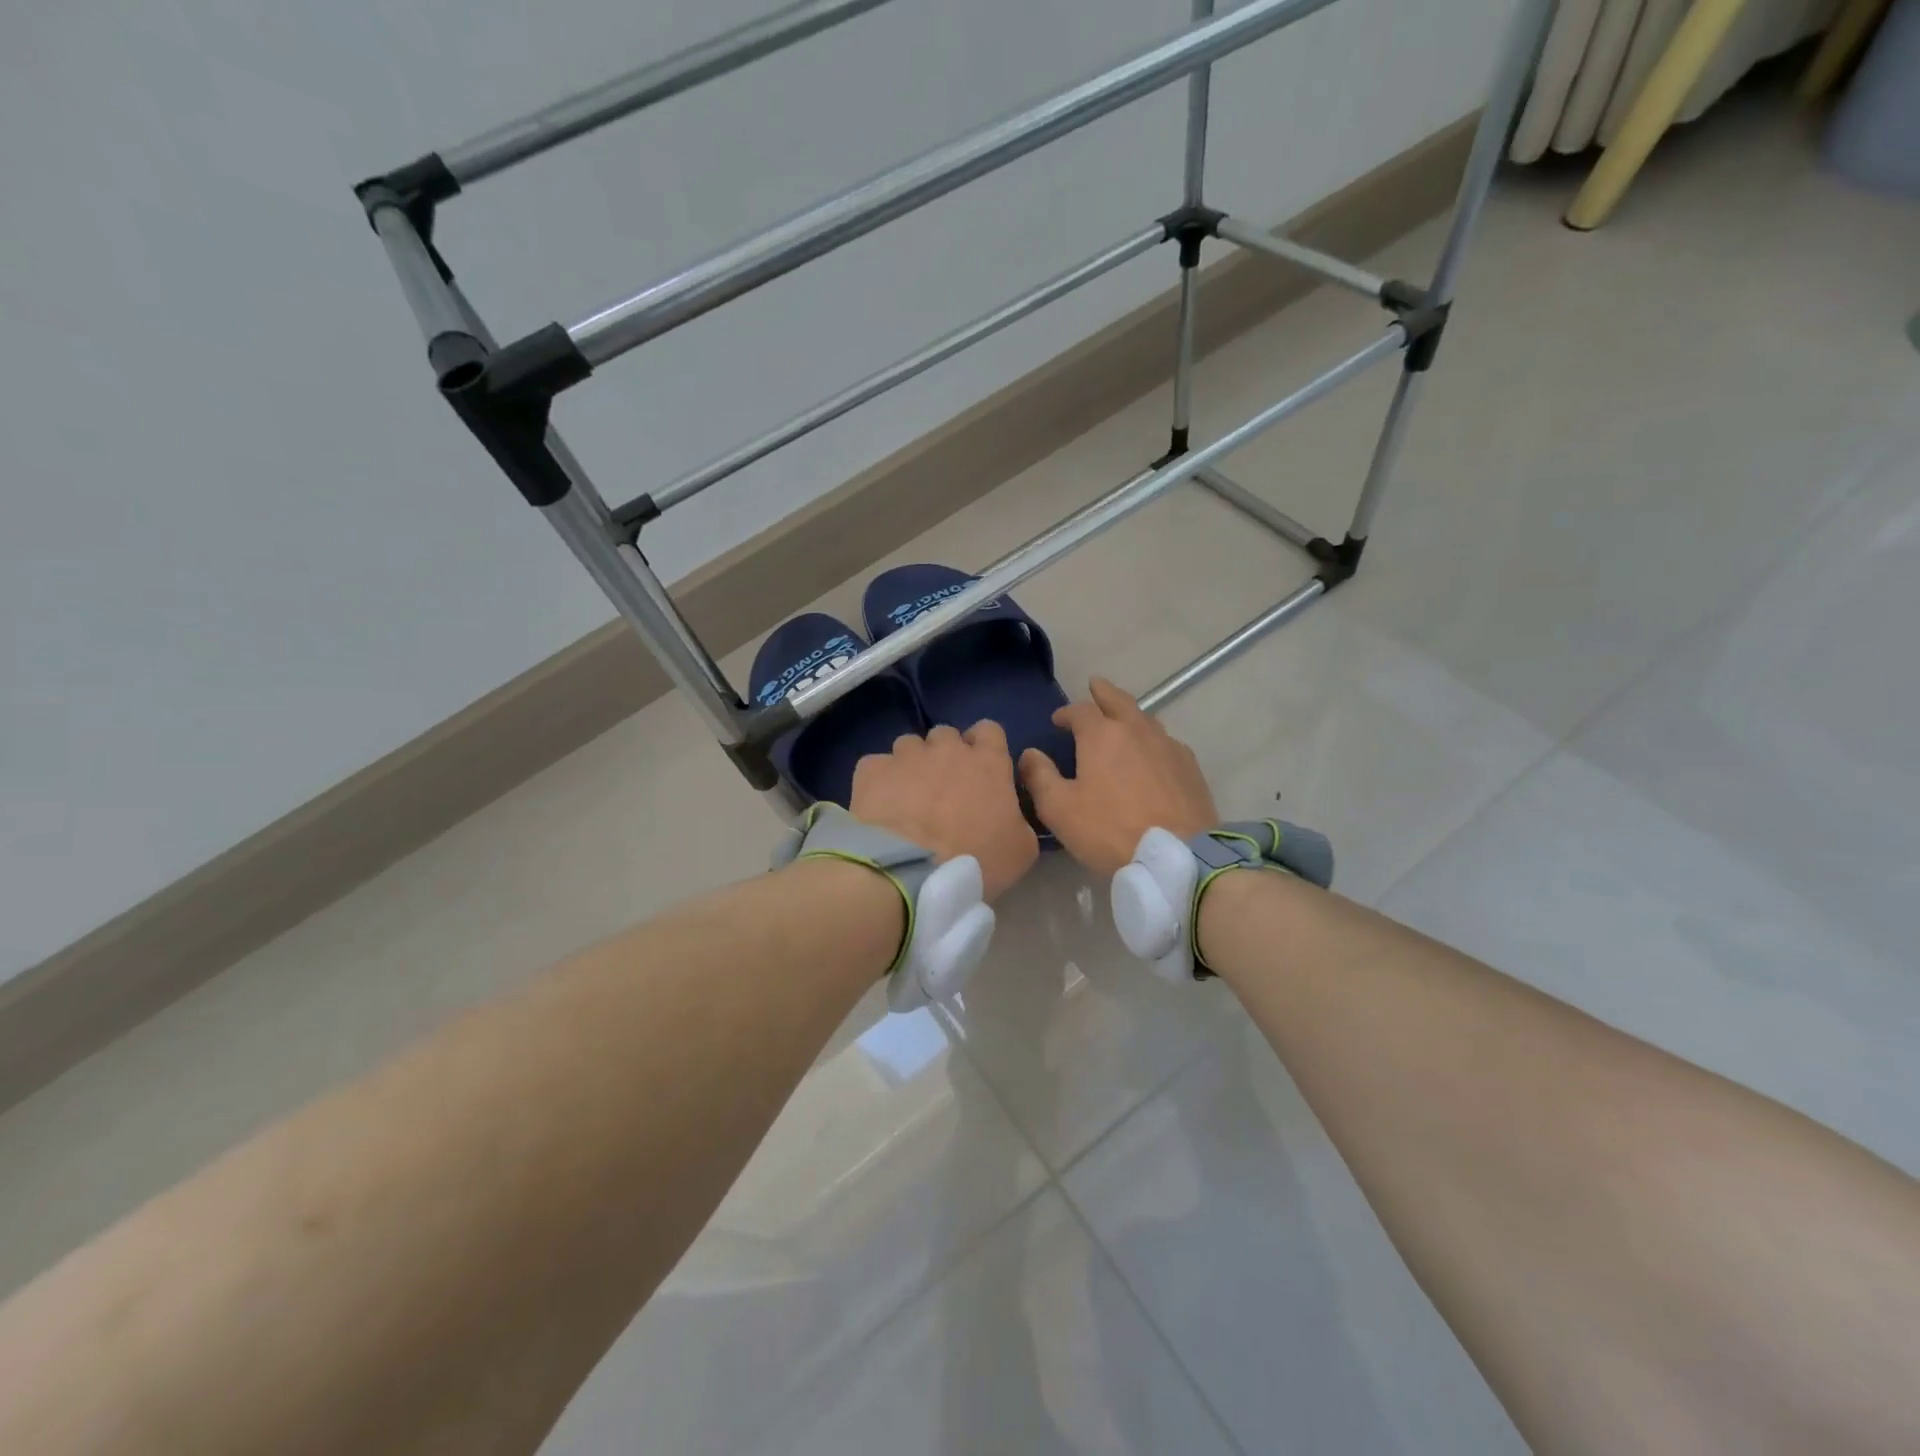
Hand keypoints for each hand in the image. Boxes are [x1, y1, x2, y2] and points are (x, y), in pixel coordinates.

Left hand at [851, 722, 1039, 900]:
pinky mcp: (871, 768)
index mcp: (988, 762)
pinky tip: (879, 805)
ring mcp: (906, 755)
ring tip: (906, 798)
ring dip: (911, 764)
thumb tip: (1010, 812)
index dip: (984, 747)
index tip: (980, 771)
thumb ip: (1019, 818)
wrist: (910, 870)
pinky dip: (879, 781)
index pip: (989, 730)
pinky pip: (877, 765)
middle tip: (943, 790)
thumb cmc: (975, 860)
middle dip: (945, 755)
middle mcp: (947, 748)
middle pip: (947, 735)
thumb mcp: (1021, 849)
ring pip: (910, 745)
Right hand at [1018, 678, 1217, 876]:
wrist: (1177, 855)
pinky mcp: (1189, 766)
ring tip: (1122, 719)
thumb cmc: (1110, 830)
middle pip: (1119, 700)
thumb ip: (1040, 777)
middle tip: (1095, 686)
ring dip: (1129, 714)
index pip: (1080, 710)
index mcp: (1102, 735)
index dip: (1066, 712)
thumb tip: (1029, 754)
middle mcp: (1137, 730)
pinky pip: (1166, 742)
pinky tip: (1151, 753)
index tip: (1057, 720)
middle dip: (1103, 692)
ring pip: (1145, 719)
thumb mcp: (1060, 809)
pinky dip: (1151, 740)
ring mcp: (1168, 746)